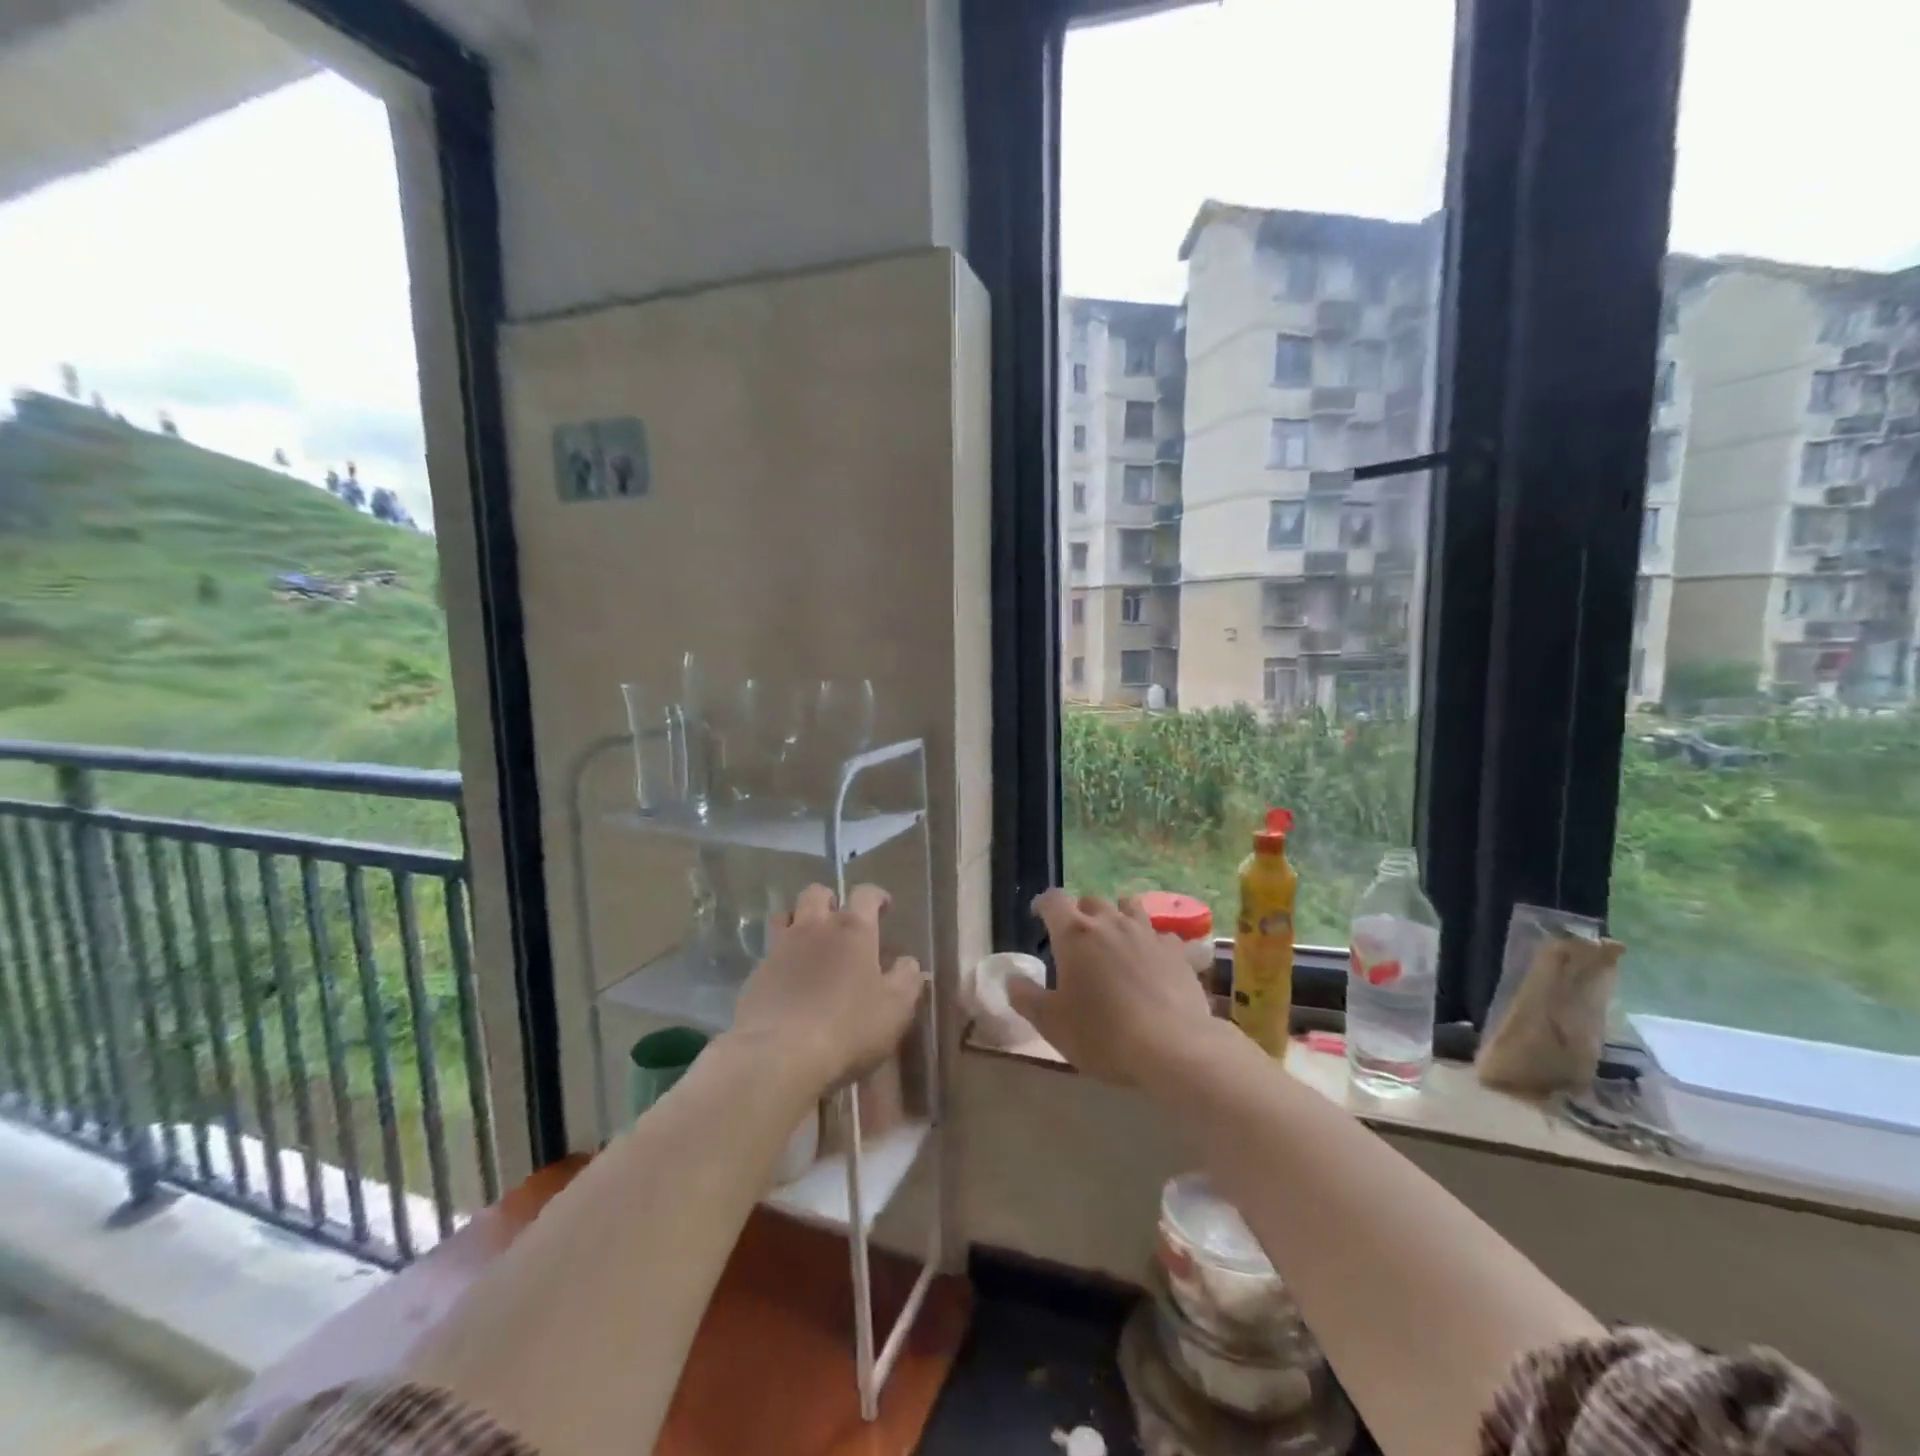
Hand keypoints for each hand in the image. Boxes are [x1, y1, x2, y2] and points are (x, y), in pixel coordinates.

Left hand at [730, 883, 923, 1093]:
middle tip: (841, 922)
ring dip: (799, 920)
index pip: (866, 894)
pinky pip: (769, 952)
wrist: (779, 1055)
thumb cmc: (848, 1027)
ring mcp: (780, 948)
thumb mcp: (896, 1008)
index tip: (884, 907)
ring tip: (809, 942)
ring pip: (785, 915)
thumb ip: (907, 978)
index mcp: (853, 929)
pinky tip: (788, 980)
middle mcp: (814, 927)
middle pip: (817, 893)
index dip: (877, 897)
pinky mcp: (756, 973)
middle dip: (831, 900)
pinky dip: (780, 957)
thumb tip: (907, 962)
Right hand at [1008, 890, 1218, 1087]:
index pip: (1053, 900)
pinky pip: (1159, 933)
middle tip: (1076, 937)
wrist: (1173, 1048)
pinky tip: (1150, 959)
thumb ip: (1026, 997)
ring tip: (1114, 937)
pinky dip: (1149, 940)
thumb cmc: (1102, 1034)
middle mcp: (1110, 922)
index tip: (1038, 916)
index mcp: (1074, 933)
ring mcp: (1147, 933)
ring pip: (1128, 907)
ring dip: (1117, 916)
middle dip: (1080, 912)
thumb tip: (1012, 980)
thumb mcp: (1051, 1023)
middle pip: (1091, 900)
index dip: (1043, 904)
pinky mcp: (1176, 951)